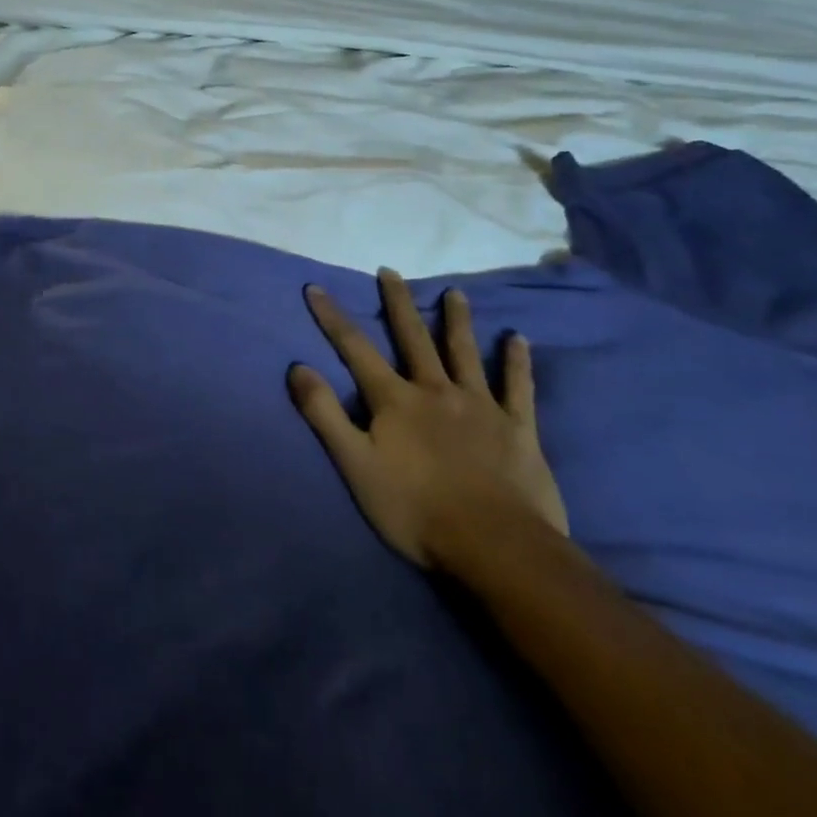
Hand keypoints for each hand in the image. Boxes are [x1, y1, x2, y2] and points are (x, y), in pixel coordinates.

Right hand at [289, 271, 566, 568]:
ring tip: (455, 292)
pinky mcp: (517, 428)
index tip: (316, 288)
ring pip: (465, 353)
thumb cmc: (415, 509)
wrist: (495, 545)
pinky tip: (518, 339)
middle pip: (413, 338)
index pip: (355, 349)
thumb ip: (324, 415)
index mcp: (395, 400)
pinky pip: (518, 387)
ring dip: (457, 320)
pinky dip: (517, 362)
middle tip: (391, 271)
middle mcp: (435, 390)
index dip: (333, 317)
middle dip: (398, 303)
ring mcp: (480, 406)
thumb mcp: (355, 465)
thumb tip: (297, 368)